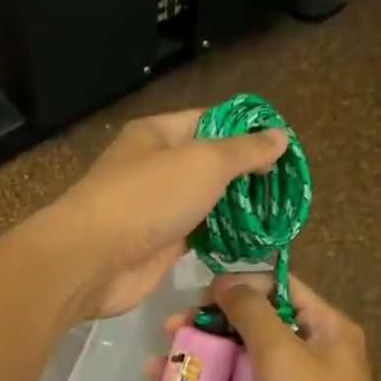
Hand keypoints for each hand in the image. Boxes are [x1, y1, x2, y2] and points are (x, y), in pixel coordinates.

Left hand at [33, 110, 287, 319]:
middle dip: (245, 174)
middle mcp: (153, 168)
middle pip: (207, 164)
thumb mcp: (203, 162)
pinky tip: (253, 242)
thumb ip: (243, 151)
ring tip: (278, 214)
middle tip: (286, 187)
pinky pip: (197, 236)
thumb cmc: (147, 198)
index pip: (209, 120)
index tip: (283, 146)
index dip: (246, 130)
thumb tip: (278, 136)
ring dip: (235, 209)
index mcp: (156, 135)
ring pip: (203, 203)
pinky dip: (221, 238)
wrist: (94, 260)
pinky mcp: (158, 246)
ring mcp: (154, 209)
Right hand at [167, 275, 380, 380]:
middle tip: (171, 329)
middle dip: (210, 325)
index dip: (238, 286)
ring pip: (240, 360)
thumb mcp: (281, 352)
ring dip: (202, 358)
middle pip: (253, 324)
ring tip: (159, 365)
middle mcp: (311, 350)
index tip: (199, 297)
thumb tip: (225, 281)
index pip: (278, 287)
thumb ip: (251, 312)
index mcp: (325, 326)